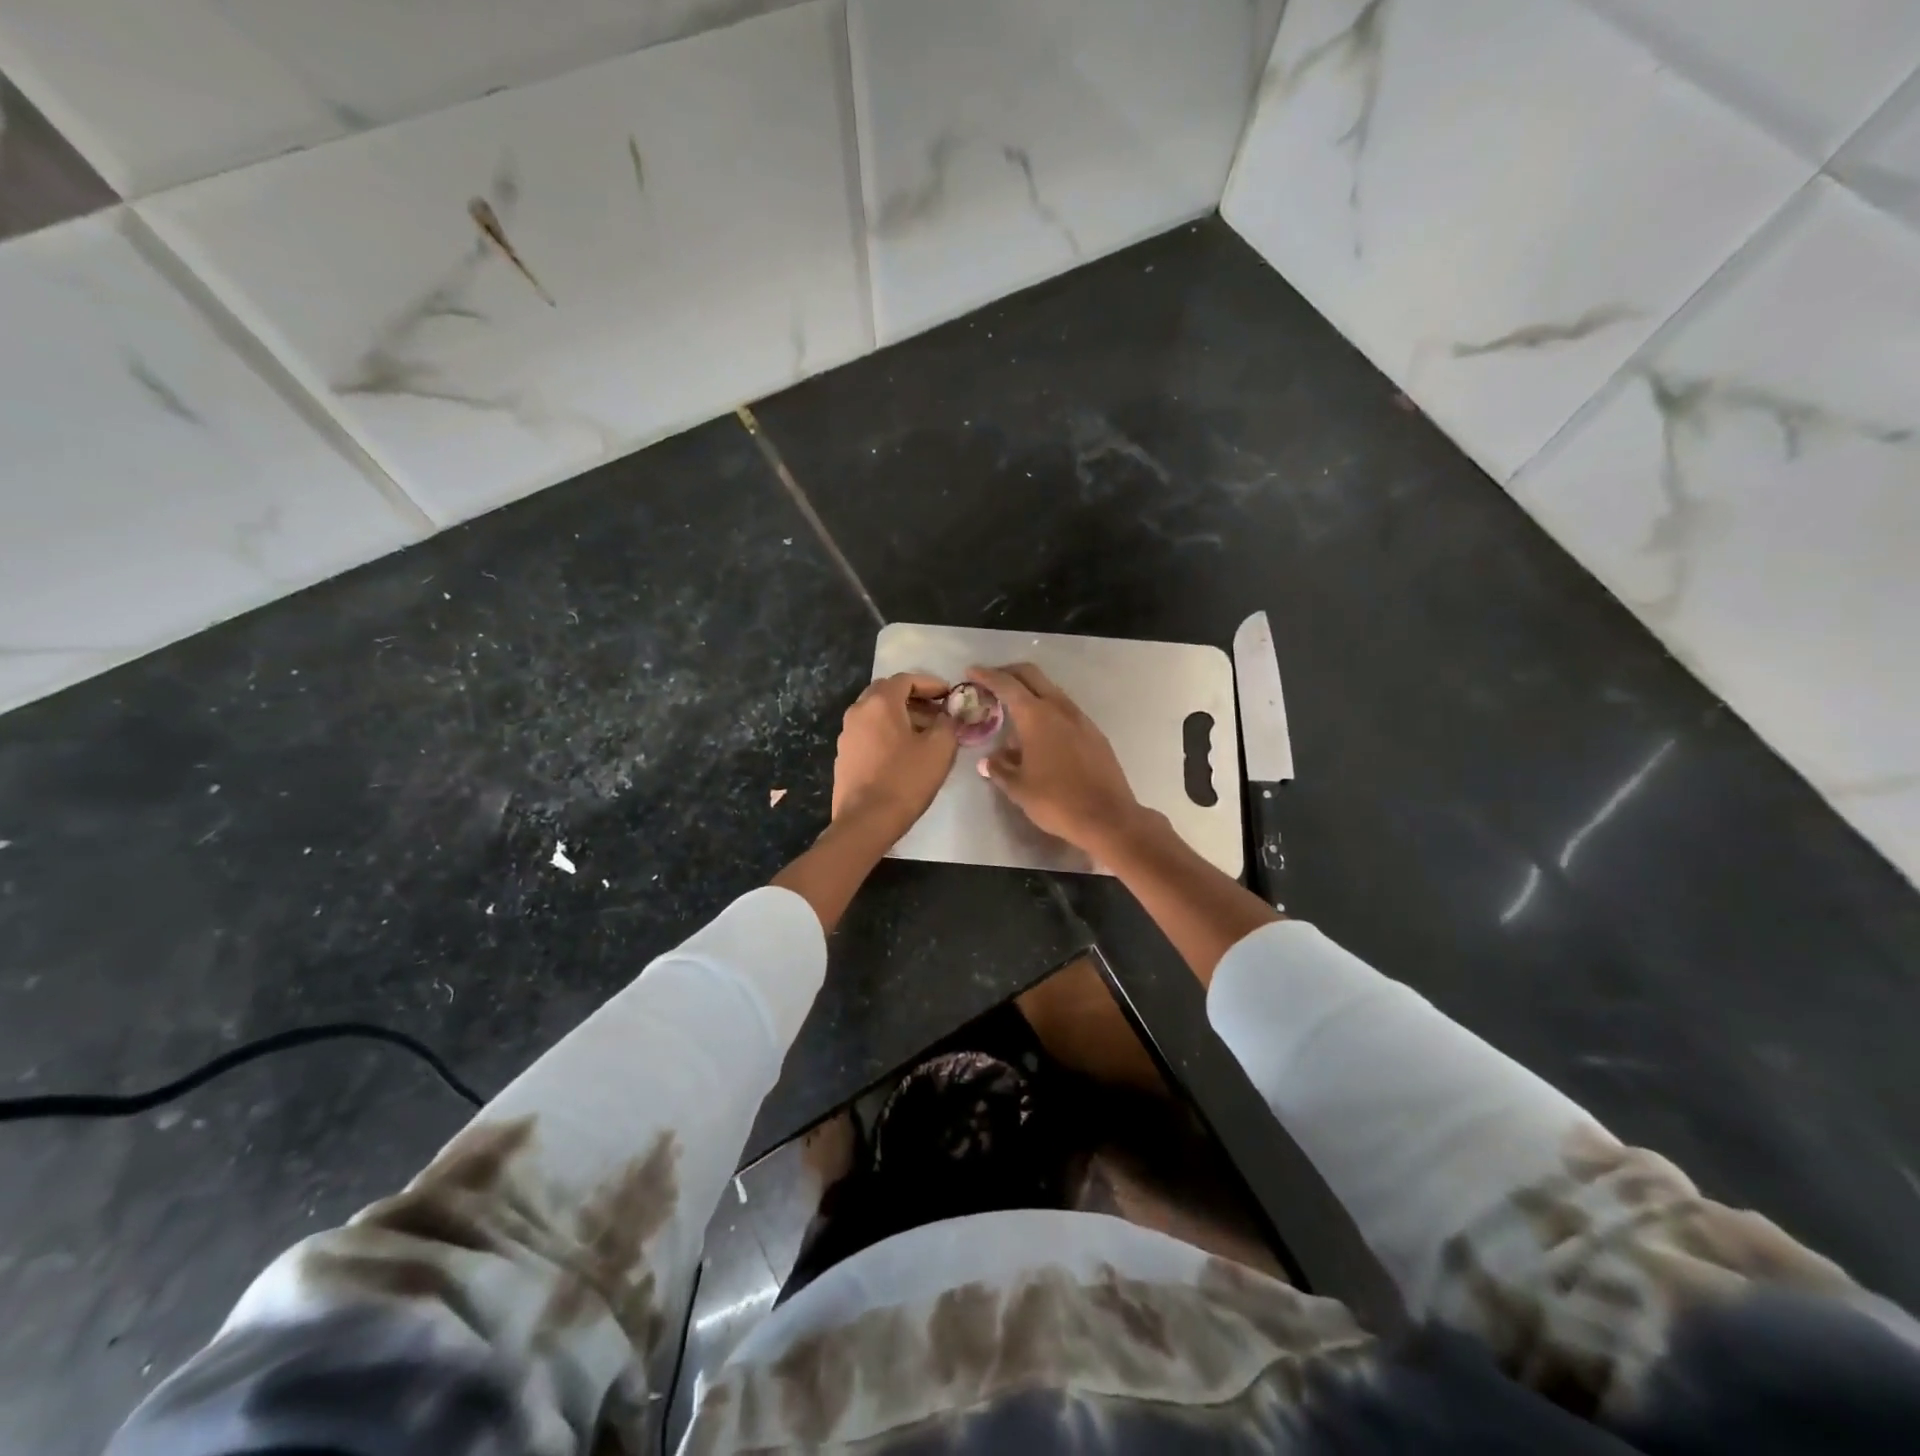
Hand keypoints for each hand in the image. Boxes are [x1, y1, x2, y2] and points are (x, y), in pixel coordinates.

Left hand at [830, 673, 957, 837]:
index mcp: (880, 703)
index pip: (906, 680)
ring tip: (924, 733)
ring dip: (900, 716)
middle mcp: (858, 711)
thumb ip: (948, 724)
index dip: (931, 684)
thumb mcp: (940, 749)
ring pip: (876, 713)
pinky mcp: (844, 755)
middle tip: (937, 711)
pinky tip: (903, 752)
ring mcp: (847, 734)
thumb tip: (946, 716)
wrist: (866, 821)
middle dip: (914, 698)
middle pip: (887, 692)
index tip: (949, 695)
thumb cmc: (906, 780)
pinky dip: (887, 732)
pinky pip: (868, 732)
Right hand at [968, 663, 1147, 855]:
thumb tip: (988, 760)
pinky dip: (1047, 710)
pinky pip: (1064, 711)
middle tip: (990, 682)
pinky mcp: (1094, 733)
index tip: (971, 671)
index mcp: (1036, 716)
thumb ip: (1000, 768)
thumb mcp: (1018, 788)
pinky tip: (1040, 735)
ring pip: (1051, 691)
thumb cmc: (1056, 801)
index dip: (986, 675)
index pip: (1006, 685)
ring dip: (1030, 693)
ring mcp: (1081, 719)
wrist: (1108, 817)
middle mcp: (1059, 708)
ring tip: (1013, 713)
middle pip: (1031, 676)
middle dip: (1009, 673)